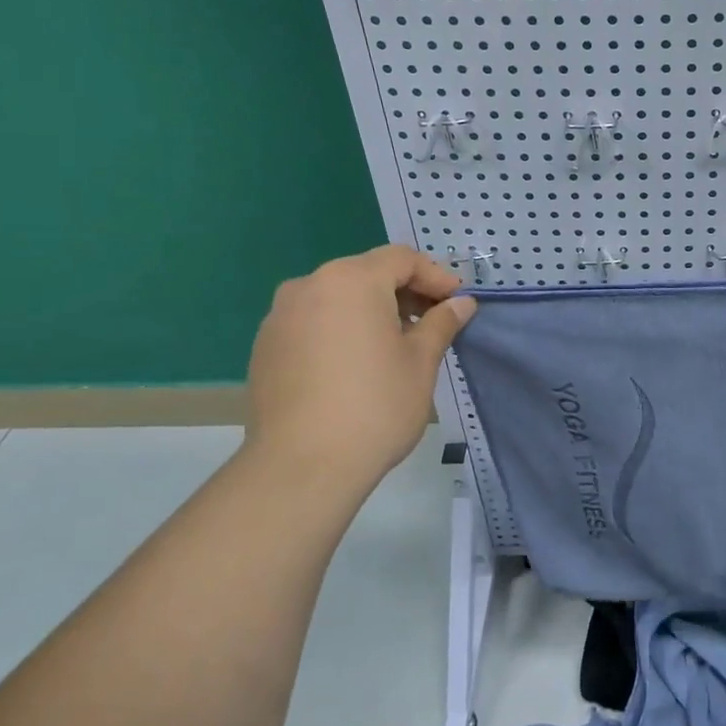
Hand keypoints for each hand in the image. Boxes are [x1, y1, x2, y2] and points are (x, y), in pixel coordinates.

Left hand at [242, 245, 475, 492]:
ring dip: (371, 311)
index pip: (401, 259)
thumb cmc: (375, 406)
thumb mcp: (421, 362)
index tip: (457, 302)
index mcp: (351, 280)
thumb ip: (441, 323)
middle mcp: (309, 286)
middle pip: (366, 274)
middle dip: (403, 292)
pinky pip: (313, 323)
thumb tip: (461, 304)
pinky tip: (356, 365)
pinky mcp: (265, 347)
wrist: (301, 467)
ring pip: (337, 298)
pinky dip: (341, 330)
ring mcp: (280, 317)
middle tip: (432, 322)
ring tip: (396, 345)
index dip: (435, 276)